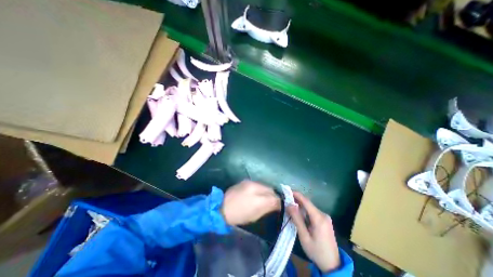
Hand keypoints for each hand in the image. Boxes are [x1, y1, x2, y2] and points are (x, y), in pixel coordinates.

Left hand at [221, 181, 280, 225]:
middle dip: (273, 195)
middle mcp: (256, 187)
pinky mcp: (245, 181)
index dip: (279, 202)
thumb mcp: (255, 216)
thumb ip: (268, 208)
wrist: (222, 207)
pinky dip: (260, 189)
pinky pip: (258, 184)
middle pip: (270, 189)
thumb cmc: (239, 215)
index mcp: (258, 199)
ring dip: (267, 191)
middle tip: (272, 202)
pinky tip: (257, 194)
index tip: (279, 206)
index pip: (274, 197)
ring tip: (264, 198)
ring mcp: (250, 182)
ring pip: (264, 186)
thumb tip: (277, 204)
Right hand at [287, 192, 341, 272]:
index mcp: (319, 218)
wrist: (333, 265)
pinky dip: (305, 211)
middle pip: (308, 203)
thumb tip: (289, 204)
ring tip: (290, 207)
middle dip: (297, 200)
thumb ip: (297, 219)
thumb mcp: (304, 236)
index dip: (297, 194)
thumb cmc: (316, 251)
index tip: (287, 191)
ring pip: (310, 207)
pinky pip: (313, 212)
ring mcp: (325, 217)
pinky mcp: (325, 220)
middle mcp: (323, 215)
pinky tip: (299, 214)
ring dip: (300, 206)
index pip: (306, 201)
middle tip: (286, 201)